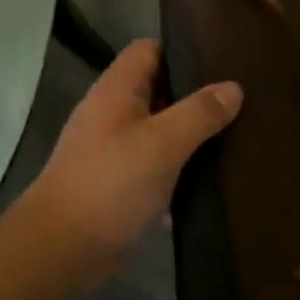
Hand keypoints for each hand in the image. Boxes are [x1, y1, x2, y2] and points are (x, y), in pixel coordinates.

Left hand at [22, 40, 241, 287]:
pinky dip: (176, 174)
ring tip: (234, 142)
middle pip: (157, 90)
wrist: (61, 250)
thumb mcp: (163, 143)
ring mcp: (111, 150)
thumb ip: (199, 113)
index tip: (221, 66)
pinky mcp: (116, 184)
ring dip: (188, 139)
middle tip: (238, 107)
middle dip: (194, 98)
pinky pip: (152, 168)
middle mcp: (111, 113)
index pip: (149, 49)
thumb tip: (234, 87)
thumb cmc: (111, 184)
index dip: (182, 52)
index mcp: (116, 90)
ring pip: (157, 132)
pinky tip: (208, 185)